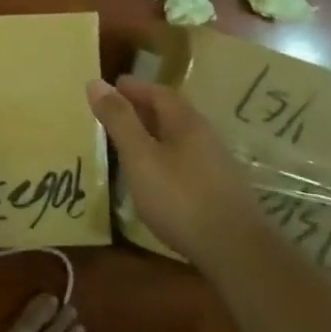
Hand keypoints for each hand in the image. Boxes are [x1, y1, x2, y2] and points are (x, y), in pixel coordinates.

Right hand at [86, 77, 254, 261]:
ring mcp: (216, 163)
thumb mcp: (140, 157)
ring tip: (131, 141)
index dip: (134, 87)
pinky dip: (165, 155)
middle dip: (144, 107)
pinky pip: (186, 158)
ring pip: (180, 137)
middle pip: (172, 112)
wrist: (234, 249)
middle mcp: (205, 135)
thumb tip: (96, 82)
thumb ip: (119, 120)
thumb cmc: (180, 197)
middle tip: (116, 110)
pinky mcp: (220, 189)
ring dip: (155, 132)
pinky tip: (156, 174)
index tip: (112, 85)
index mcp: (186, 122)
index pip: (159, 92)